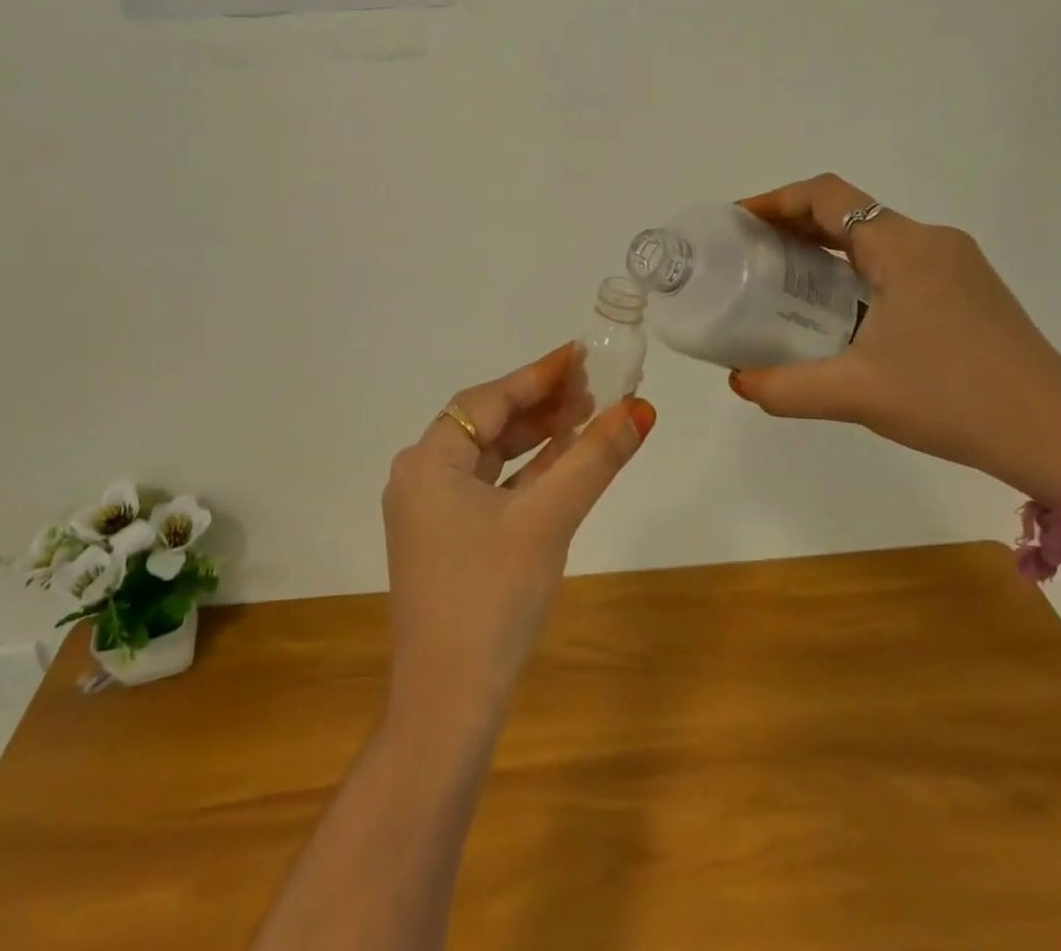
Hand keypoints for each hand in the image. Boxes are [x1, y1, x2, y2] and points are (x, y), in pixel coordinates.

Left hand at [382, 344, 655, 725]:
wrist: (447, 704)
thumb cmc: (492, 597)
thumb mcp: (549, 519)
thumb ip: (594, 459)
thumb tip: (640, 408)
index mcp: (428, 461)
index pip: (487, 400)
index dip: (537, 375)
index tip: (579, 356)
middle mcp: (420, 478)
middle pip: (486, 424)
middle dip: (540, 405)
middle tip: (592, 389)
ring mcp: (430, 513)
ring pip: (490, 458)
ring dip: (536, 438)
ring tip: (586, 418)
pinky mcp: (445, 542)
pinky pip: (489, 490)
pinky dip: (526, 474)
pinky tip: (562, 465)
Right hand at [731, 174, 1060, 502]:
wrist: (1058, 437)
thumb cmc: (953, 401)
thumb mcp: (857, 395)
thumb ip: (786, 387)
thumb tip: (738, 382)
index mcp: (903, 248)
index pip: (826, 196)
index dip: (776, 200)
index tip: (739, 221)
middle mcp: (932, 241)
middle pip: (849, 211)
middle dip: (794, 224)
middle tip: (751, 252)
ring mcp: (958, 264)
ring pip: (876, 236)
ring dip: (827, 246)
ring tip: (786, 278)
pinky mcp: (971, 289)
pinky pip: (900, 260)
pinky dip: (858, 267)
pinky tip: (842, 308)